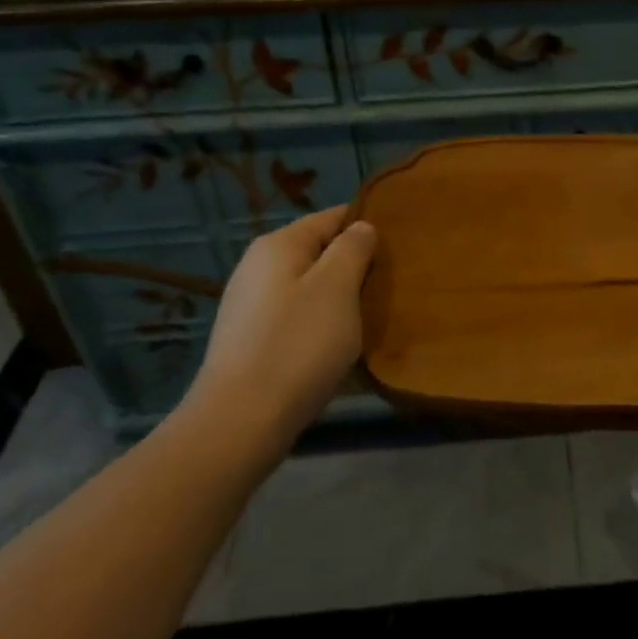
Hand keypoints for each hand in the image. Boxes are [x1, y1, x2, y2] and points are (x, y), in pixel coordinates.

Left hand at [179, 207, 377, 452]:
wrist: (240, 422)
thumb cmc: (297, 344)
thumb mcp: (337, 287)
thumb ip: (352, 249)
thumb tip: (360, 227)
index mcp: (279, 244)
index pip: (332, 217)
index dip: (366, 226)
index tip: (398, 247)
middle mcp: (258, 266)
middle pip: (319, 252)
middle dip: (353, 265)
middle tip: (388, 286)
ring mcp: (250, 304)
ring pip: (308, 287)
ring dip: (338, 298)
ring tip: (369, 316)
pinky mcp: (249, 339)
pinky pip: (295, 316)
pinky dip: (318, 323)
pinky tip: (335, 346)